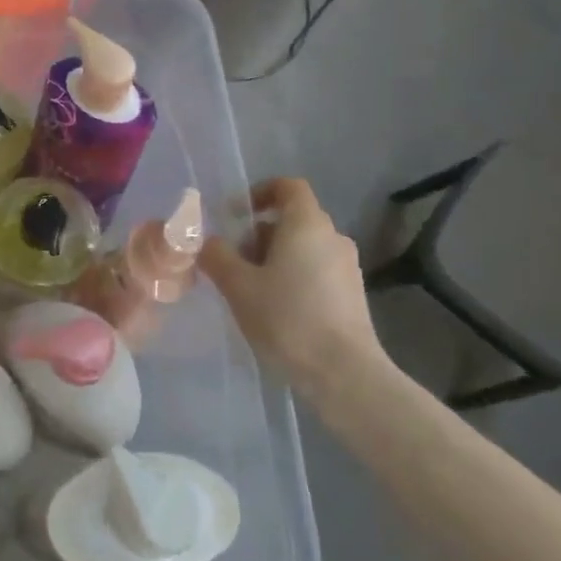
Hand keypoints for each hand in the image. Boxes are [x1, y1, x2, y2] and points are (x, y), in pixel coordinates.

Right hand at [201, 178, 385, 393]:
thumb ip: (217, 256)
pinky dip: (292, 278)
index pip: (288, 187)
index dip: (259, 192)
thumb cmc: (287, 318)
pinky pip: (316, 271)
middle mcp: (332, 237)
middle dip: (258, 234)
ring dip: (273, 259)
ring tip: (249, 290)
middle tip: (232, 262)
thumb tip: (208, 242)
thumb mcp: (237, 285)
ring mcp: (347, 267)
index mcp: (307, 224)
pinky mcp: (352, 295)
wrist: (344, 373)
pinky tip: (275, 310)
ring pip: (303, 247)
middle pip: (292, 219)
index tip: (233, 215)